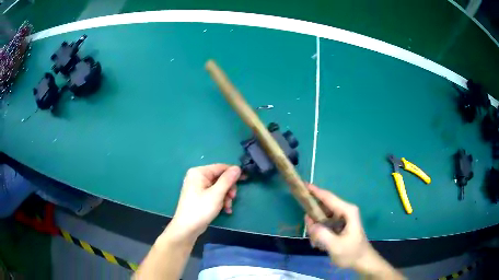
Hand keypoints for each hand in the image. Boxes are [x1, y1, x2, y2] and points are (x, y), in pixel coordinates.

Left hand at [168, 164, 241, 240]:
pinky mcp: (199, 197)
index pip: (220, 167)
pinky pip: (214, 194)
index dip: (234, 173)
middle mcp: (197, 177)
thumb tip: (237, 168)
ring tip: (228, 207)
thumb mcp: (216, 194)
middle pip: (220, 178)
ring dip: (226, 197)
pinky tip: (225, 210)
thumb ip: (227, 180)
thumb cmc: (200, 209)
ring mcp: (198, 187)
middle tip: (233, 198)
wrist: (187, 228)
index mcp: (199, 172)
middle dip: (229, 189)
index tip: (246, 178)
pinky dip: (220, 201)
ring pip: (219, 188)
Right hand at [304, 184, 372, 268]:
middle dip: (313, 219)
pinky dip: (318, 233)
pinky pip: (323, 224)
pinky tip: (320, 244)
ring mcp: (341, 218)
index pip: (328, 197)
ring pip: (321, 217)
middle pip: (323, 207)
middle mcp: (344, 211)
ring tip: (317, 244)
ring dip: (315, 229)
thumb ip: (322, 234)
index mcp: (347, 211)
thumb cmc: (351, 253)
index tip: (303, 185)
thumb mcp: (336, 246)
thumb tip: (310, 223)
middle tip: (311, 234)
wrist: (361, 261)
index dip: (315, 191)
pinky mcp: (338, 225)